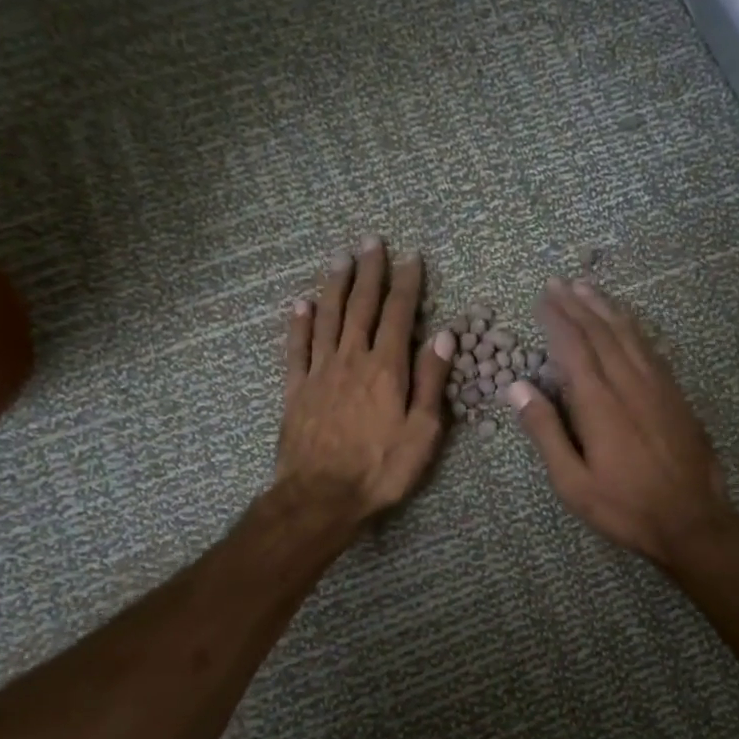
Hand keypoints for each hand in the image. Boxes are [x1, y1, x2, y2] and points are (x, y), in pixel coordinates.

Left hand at [276, 236, 455, 521]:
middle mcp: (351, 360)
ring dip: (335, 285)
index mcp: (386, 369)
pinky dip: (299, 323)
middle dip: (368, 272)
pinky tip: (301, 303)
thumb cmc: (381, 469)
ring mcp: (319, 372)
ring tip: (340, 258)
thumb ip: (430, 381)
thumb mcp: (422, 431)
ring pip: (327, 318)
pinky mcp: (295, 389)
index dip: (406, 284)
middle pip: (360, 307)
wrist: (321, 496)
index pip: (398, 315)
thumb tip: (443, 335)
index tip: (410, 257)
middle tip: (371, 241)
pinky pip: (297, 348)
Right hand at [509, 278, 735, 565]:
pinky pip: (650, 349)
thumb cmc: (624, 506)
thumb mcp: (573, 481)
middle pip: (600, 332)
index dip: (557, 319)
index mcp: (598, 403)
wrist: (692, 519)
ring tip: (588, 289)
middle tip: (559, 283)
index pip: (573, 347)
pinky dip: (632, 329)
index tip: (542, 298)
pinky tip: (626, 323)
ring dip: (605, 309)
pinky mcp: (675, 395)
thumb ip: (546, 432)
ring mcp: (657, 386)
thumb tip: (518, 387)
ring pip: (628, 335)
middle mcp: (628, 383)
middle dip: (578, 305)